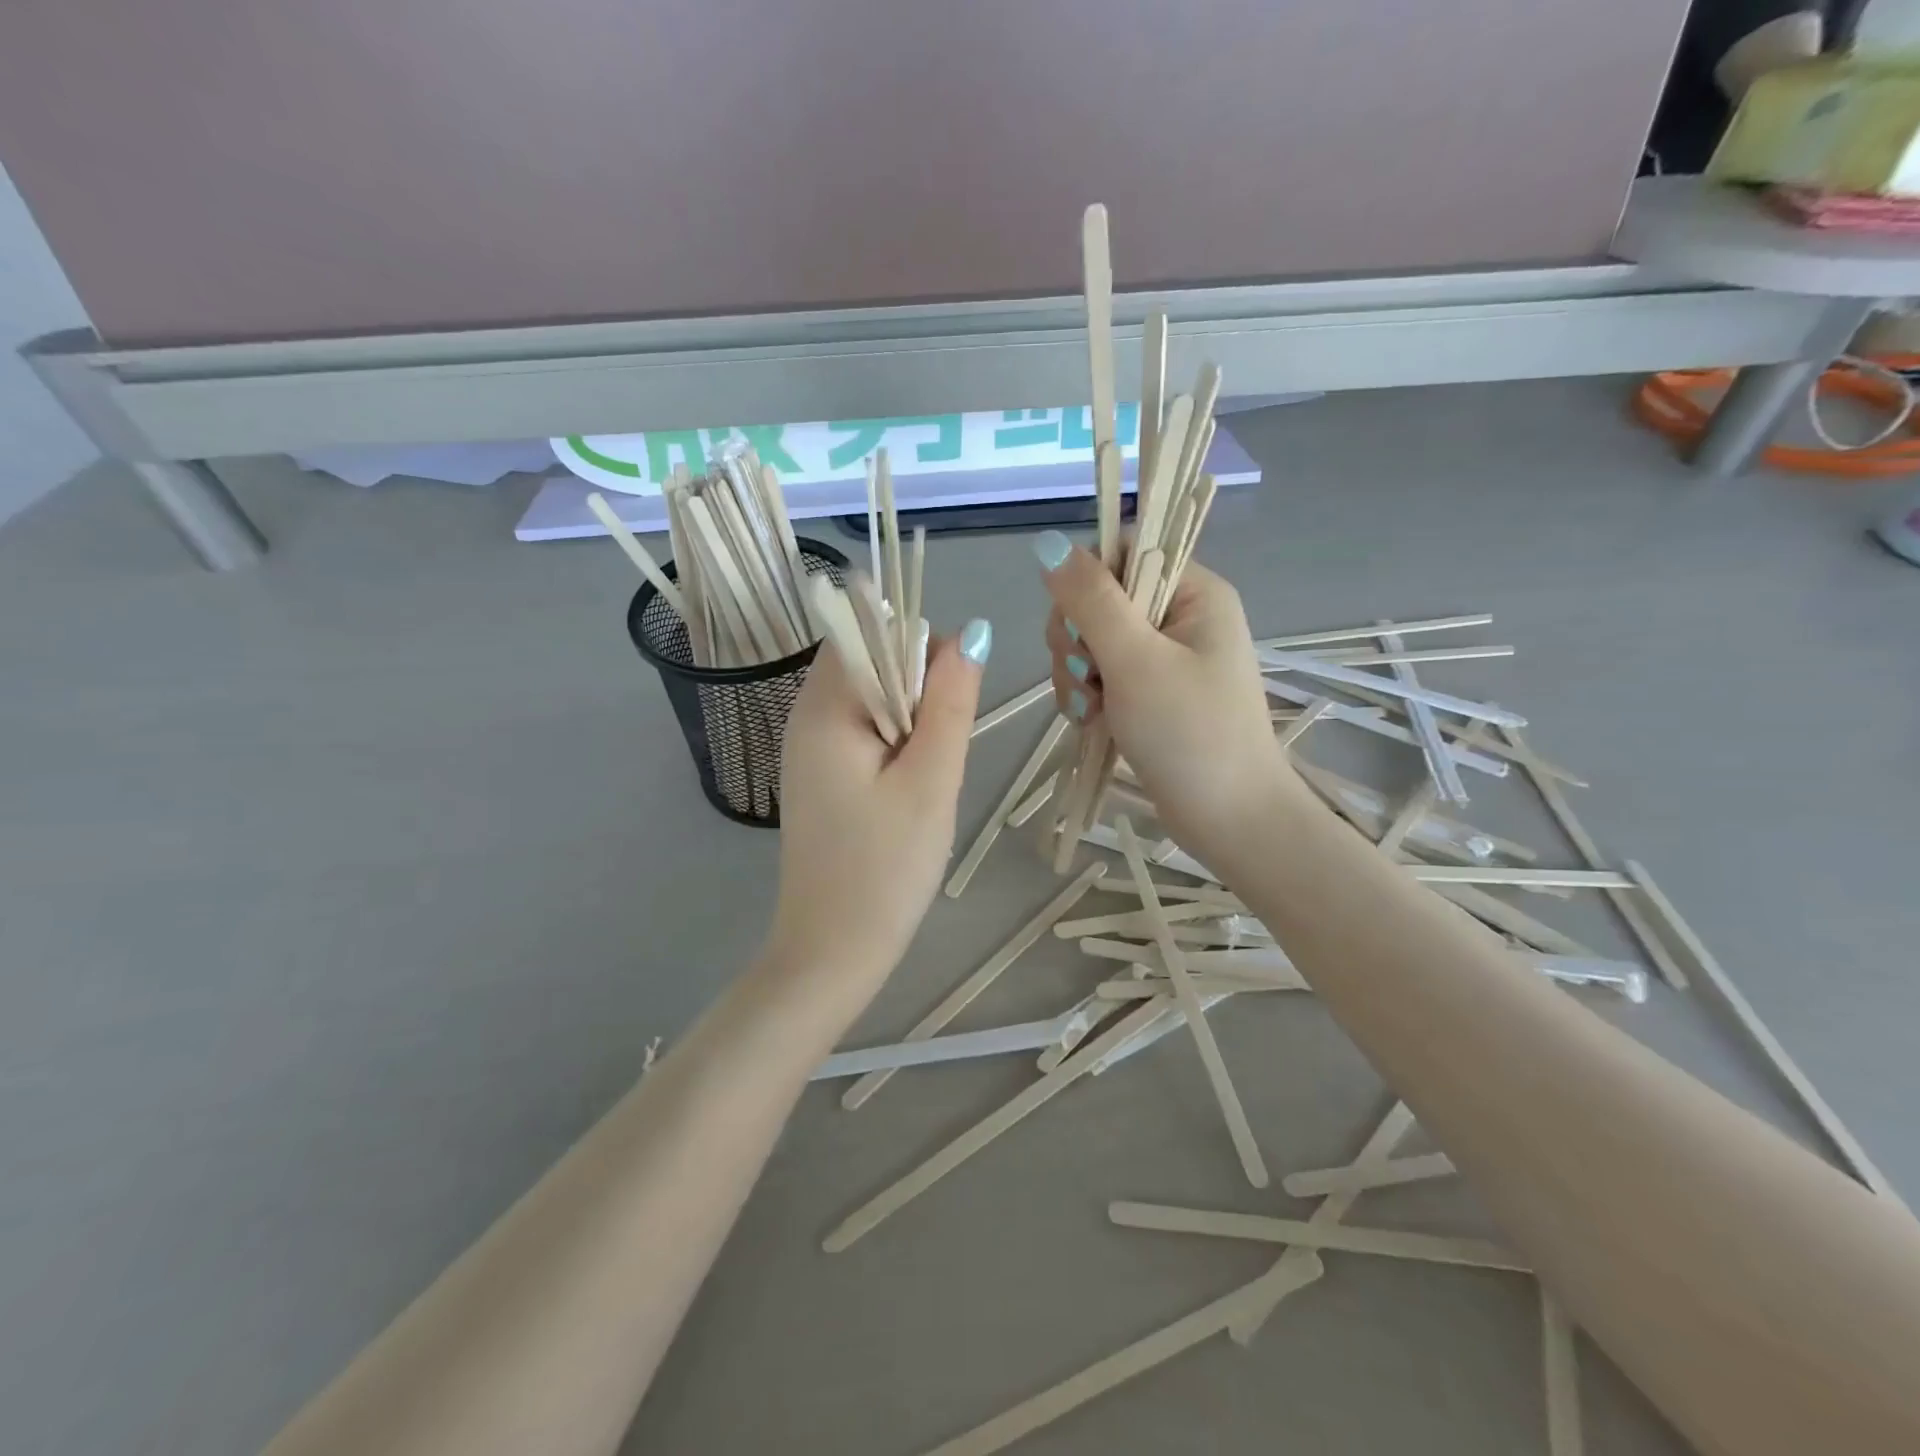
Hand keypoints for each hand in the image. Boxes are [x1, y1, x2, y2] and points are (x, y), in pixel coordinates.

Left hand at [768, 621, 989, 995]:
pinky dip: (896, 747)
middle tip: (936, 756)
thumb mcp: (931, 781)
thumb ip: (951, 702)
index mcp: (824, 707)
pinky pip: (865, 733)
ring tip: (926, 779)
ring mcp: (810, 748)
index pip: (872, 630)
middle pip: (873, 660)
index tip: (947, 707)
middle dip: (919, 690)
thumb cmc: (885, 868)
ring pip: (874, 698)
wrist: (833, 951)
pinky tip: (909, 793)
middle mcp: (806, 715)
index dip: (920, 651)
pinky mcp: (821, 775)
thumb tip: (971, 632)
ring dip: (912, 723)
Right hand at [1034, 533, 1296, 860]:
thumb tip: (1047, 543)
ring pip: (1093, 640)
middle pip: (1100, 597)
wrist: (1228, 819)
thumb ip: (1091, 600)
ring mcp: (1165, 657)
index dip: (1089, 579)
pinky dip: (1087, 695)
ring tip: (1090, 709)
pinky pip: (1101, 674)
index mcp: (1194, 592)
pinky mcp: (1150, 693)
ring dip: (1077, 672)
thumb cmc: (1189, 734)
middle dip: (1078, 637)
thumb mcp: (1135, 661)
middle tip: (1087, 676)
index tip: (1077, 624)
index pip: (1126, 550)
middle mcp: (1181, 616)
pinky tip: (1089, 721)